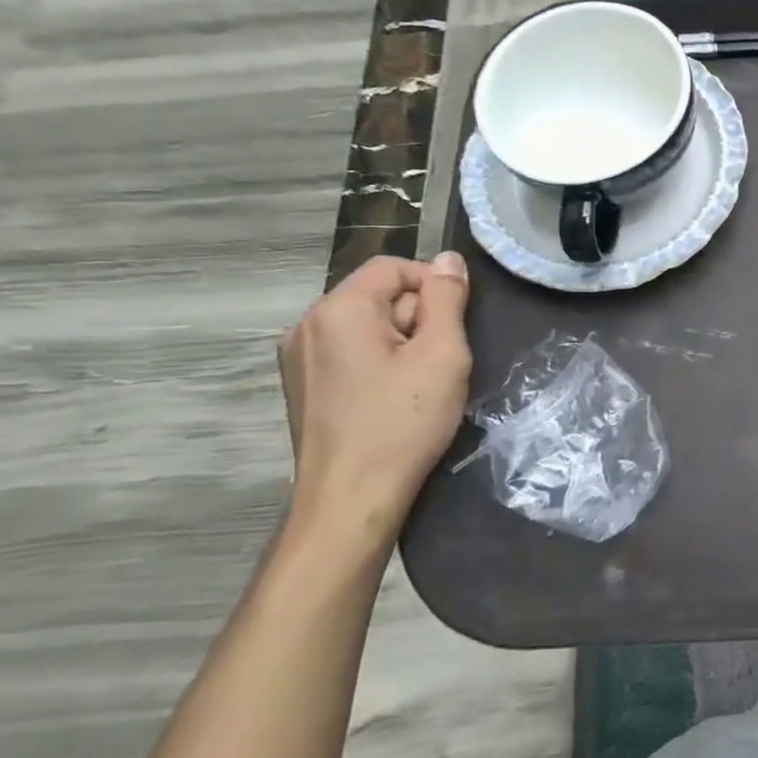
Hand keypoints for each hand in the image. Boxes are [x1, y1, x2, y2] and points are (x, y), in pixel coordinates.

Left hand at [278, 253, 472, 557]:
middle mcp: (307, 325)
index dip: (435, 284)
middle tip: (442, 361)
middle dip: (418, 318)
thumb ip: (447, 299)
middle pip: (379, 295)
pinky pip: (350, 353)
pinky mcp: (303, 386)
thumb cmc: (403, 422)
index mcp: (338, 309)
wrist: (351, 498)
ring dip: (402, 343)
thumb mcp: (442, 354)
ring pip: (367, 327)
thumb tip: (450, 259)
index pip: (395, 266)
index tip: (459, 324)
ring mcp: (299, 358)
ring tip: (421, 384)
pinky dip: (379, 364)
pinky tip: (394, 398)